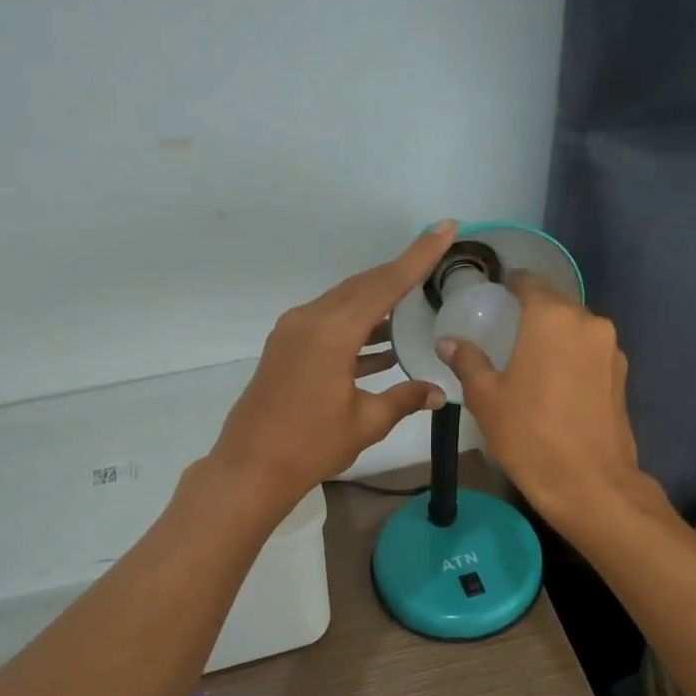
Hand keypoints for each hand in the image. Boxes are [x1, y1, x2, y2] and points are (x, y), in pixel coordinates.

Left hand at [209, 222, 457, 509]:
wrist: (250, 467)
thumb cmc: (310, 446)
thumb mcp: (366, 422)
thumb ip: (404, 399)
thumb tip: (439, 392)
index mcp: (331, 332)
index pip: (385, 284)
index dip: (419, 256)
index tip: (445, 228)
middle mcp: (309, 320)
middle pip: (362, 286)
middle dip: (399, 273)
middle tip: (434, 258)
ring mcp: (293, 332)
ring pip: (344, 304)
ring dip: (377, 304)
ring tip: (414, 305)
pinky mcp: (285, 348)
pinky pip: (328, 324)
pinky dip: (356, 329)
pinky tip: (382, 346)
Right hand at [438, 272, 659, 533]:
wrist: (590, 483)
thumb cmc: (529, 434)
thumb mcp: (486, 398)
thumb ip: (468, 361)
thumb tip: (448, 342)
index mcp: (551, 318)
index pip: (531, 282)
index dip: (513, 284)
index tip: (497, 293)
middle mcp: (588, 322)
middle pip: (557, 301)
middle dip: (534, 308)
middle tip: (508, 325)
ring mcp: (610, 349)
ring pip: (577, 327)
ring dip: (555, 333)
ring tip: (531, 354)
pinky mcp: (622, 375)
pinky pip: (590, 351)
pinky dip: (572, 355)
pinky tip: (555, 379)